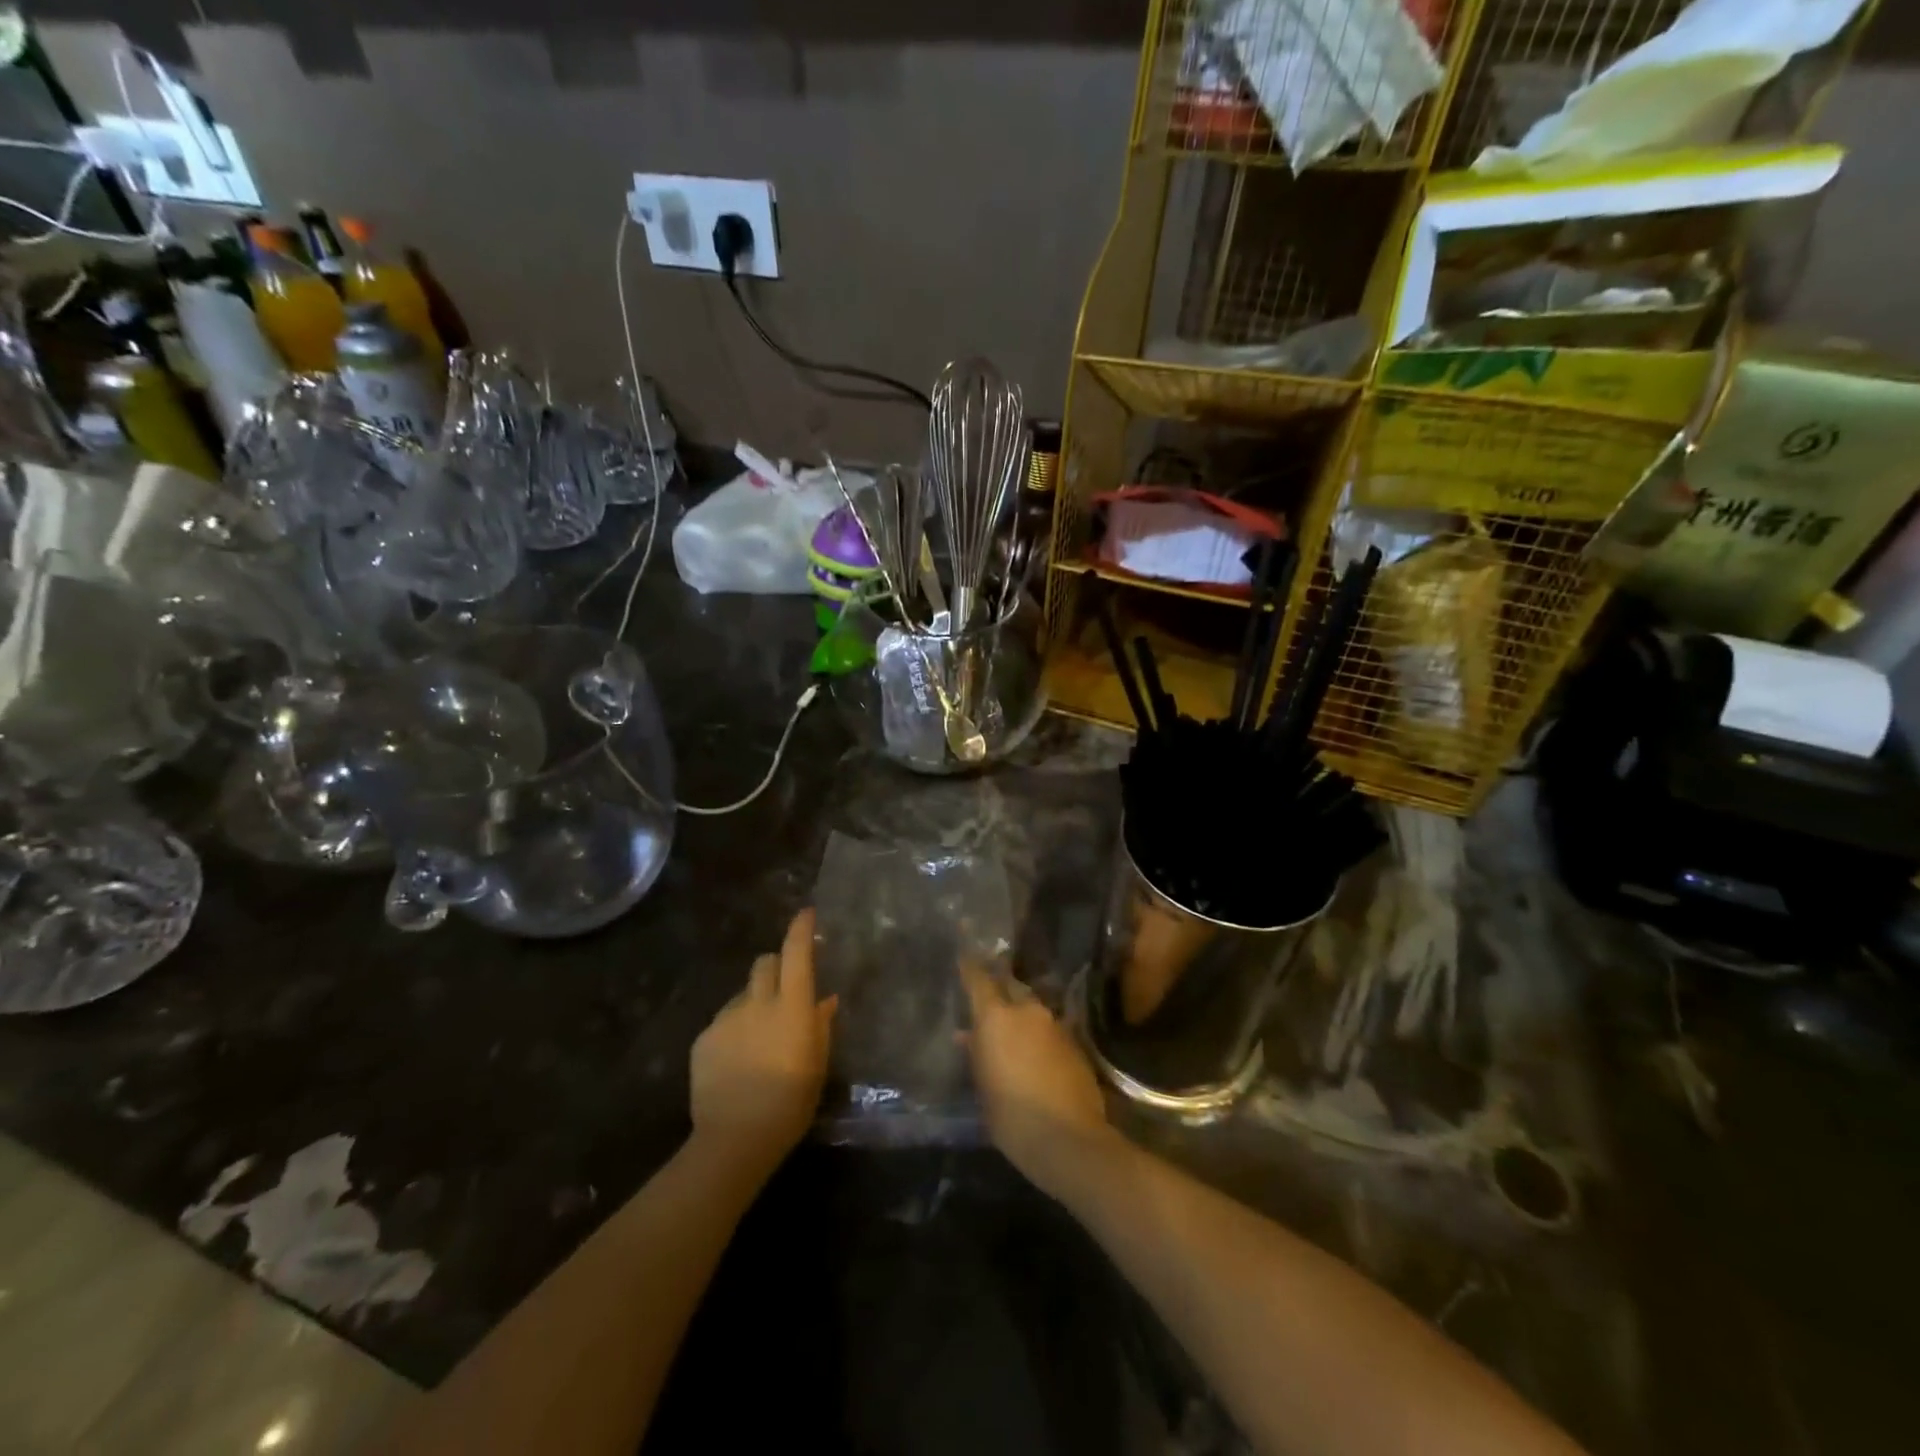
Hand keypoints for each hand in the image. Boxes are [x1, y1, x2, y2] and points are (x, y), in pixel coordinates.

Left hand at [690, 909, 836, 1176]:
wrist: (734, 1139)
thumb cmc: (790, 1104)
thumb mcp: (817, 1065)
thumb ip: (820, 1026)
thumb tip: (825, 999)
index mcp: (792, 1007)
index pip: (797, 954)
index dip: (801, 929)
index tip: (806, 913)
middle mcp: (758, 1002)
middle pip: (765, 963)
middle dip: (775, 966)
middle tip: (784, 989)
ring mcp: (727, 1019)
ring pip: (743, 993)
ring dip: (754, 1002)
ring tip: (758, 1037)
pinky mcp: (704, 1038)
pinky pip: (724, 1021)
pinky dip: (734, 1029)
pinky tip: (737, 1060)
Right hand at [959, 960, 1116, 1199]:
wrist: (1068, 1138)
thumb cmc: (1011, 1116)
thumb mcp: (983, 1087)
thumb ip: (976, 1054)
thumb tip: (966, 1035)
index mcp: (997, 1017)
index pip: (979, 979)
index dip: (970, 965)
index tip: (963, 949)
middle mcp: (1027, 1011)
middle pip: (1010, 986)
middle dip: (999, 987)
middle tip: (988, 995)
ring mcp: (1054, 1024)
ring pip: (1032, 1007)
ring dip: (1020, 1013)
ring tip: (1011, 1030)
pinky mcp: (1074, 1042)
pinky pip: (1049, 1028)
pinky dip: (1038, 1034)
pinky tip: (1034, 1053)